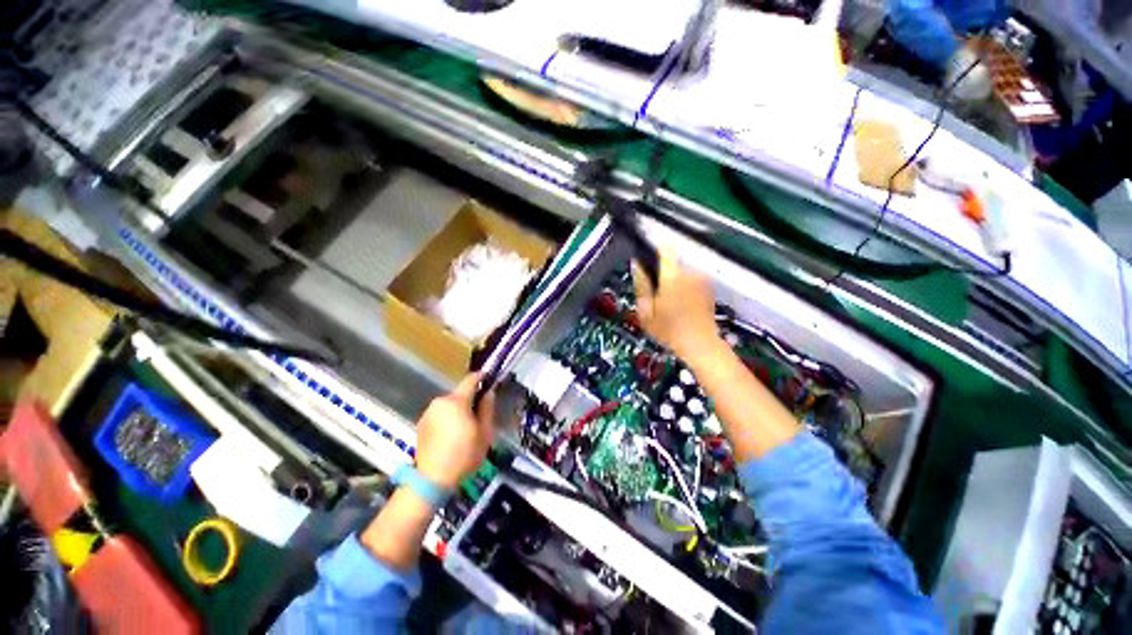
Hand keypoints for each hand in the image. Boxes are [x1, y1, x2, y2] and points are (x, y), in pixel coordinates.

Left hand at [414, 373, 495, 489]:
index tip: (490, 379)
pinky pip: (440, 414)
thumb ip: (487, 409)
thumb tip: (488, 393)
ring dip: (459, 409)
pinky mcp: (421, 424)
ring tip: (466, 427)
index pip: (471, 379)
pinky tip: (452, 435)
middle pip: (460, 393)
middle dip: (471, 399)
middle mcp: (440, 402)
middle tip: (481, 413)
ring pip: (450, 404)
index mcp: (457, 401)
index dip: (482, 377)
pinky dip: (448, 418)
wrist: (431, 480)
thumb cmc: (464, 455)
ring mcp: (428, 412)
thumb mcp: (484, 433)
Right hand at [632, 251, 718, 362]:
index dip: (654, 250)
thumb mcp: (646, 312)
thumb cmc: (670, 331)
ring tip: (669, 303)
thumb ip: (641, 286)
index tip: (647, 257)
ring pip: (681, 272)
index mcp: (672, 278)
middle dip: (661, 274)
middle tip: (656, 295)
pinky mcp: (708, 287)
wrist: (700, 344)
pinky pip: (691, 280)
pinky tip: (681, 305)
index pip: (664, 250)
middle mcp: (689, 274)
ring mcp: (701, 280)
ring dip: (674, 281)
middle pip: (671, 263)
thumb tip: (637, 266)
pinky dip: (685, 287)